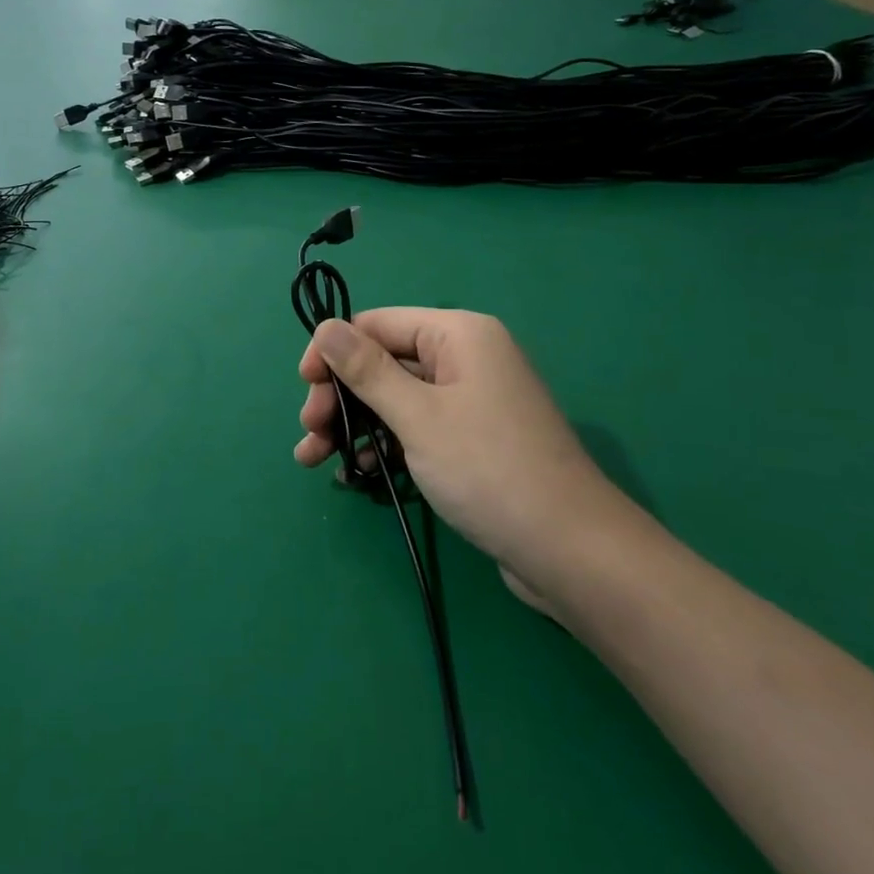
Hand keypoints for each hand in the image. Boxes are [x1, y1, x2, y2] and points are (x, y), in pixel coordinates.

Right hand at [296, 309, 637, 619]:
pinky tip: (356, 474)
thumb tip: (324, 326)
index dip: (334, 351)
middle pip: (384, 361)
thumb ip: (366, 370)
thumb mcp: (417, 416)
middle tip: (310, 432)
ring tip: (315, 459)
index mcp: (458, 334)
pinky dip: (384, 445)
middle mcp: (465, 357)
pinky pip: (416, 427)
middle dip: (341, 396)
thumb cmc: (488, 469)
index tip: (304, 387)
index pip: (378, 323)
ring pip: (395, 399)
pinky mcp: (472, 438)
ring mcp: (471, 399)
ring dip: (354, 425)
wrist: (570, 550)